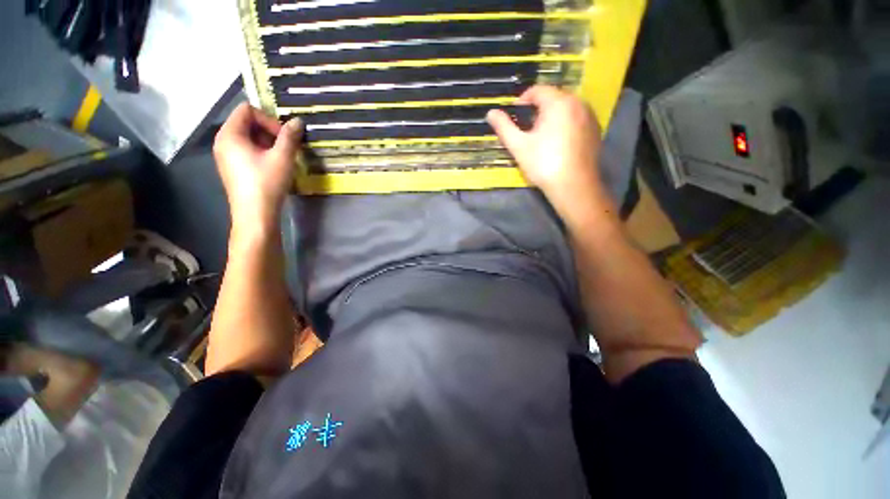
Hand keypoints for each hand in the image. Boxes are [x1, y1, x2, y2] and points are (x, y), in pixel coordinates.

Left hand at [213, 103, 301, 231]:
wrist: (255, 214)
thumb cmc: (267, 183)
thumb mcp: (282, 158)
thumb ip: (290, 137)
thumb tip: (298, 121)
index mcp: (230, 134)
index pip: (247, 110)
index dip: (268, 119)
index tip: (284, 137)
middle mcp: (223, 141)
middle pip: (246, 122)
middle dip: (269, 131)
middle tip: (287, 147)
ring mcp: (226, 156)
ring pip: (248, 138)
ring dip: (268, 143)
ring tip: (283, 157)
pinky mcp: (232, 168)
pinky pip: (246, 150)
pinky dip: (261, 152)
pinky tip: (274, 166)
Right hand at [487, 86, 604, 212]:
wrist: (573, 186)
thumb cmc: (543, 164)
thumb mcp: (518, 146)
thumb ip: (504, 127)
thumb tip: (490, 113)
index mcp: (558, 102)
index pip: (537, 90)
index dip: (522, 101)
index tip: (514, 117)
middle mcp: (578, 102)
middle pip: (553, 97)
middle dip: (537, 110)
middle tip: (527, 130)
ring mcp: (590, 116)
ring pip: (566, 108)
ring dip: (552, 117)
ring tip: (542, 138)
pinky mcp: (595, 130)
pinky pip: (577, 119)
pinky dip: (565, 125)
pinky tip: (559, 144)